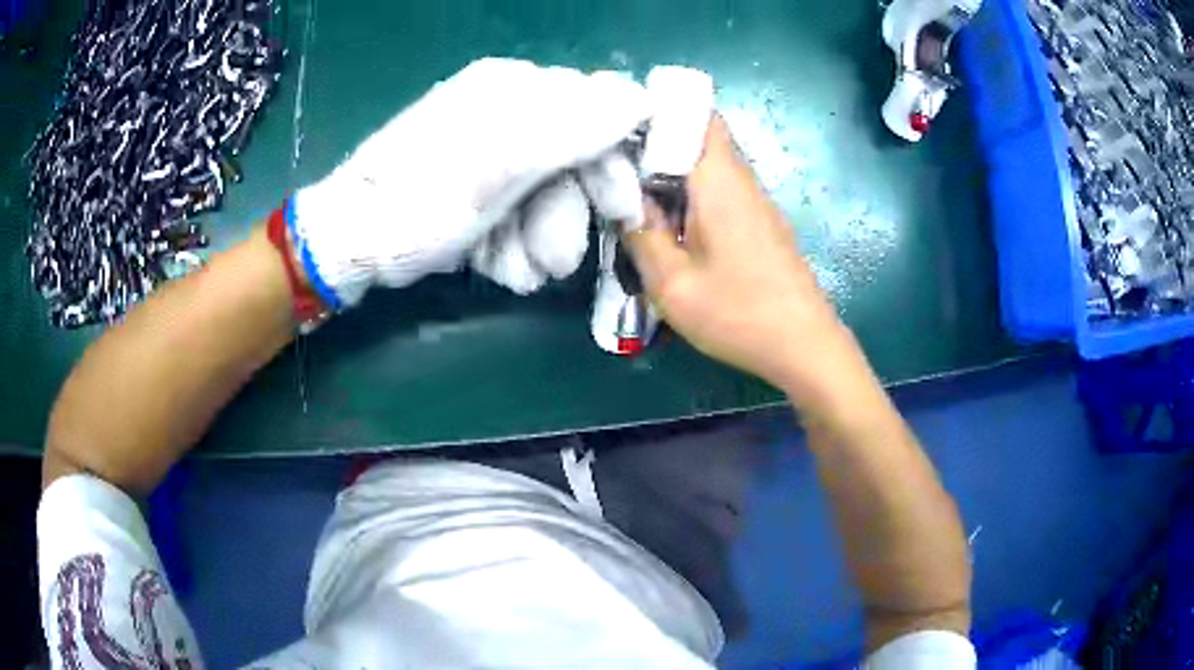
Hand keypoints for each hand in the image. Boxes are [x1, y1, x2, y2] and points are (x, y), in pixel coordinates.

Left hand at [290, 58, 647, 308]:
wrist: (352, 242)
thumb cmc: (423, 201)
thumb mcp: (502, 164)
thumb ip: (575, 128)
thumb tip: (642, 99)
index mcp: (512, 88)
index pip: (594, 110)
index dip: (612, 162)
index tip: (622, 211)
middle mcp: (502, 111)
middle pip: (569, 160)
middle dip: (565, 216)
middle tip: (558, 263)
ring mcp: (485, 152)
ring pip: (541, 196)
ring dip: (536, 241)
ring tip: (516, 272)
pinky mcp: (471, 188)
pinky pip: (512, 212)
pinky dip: (510, 244)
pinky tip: (496, 266)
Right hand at [626, 117, 868, 407]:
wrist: (805, 346)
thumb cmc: (738, 314)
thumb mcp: (672, 283)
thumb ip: (641, 233)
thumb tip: (624, 199)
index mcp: (719, 180)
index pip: (696, 114)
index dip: (658, 108)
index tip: (618, 123)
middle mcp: (741, 180)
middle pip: (699, 136)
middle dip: (655, 142)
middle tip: (614, 164)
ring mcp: (755, 202)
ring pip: (708, 164)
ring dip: (671, 172)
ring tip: (633, 194)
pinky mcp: (760, 223)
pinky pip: (719, 190)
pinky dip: (690, 194)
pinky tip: (669, 224)